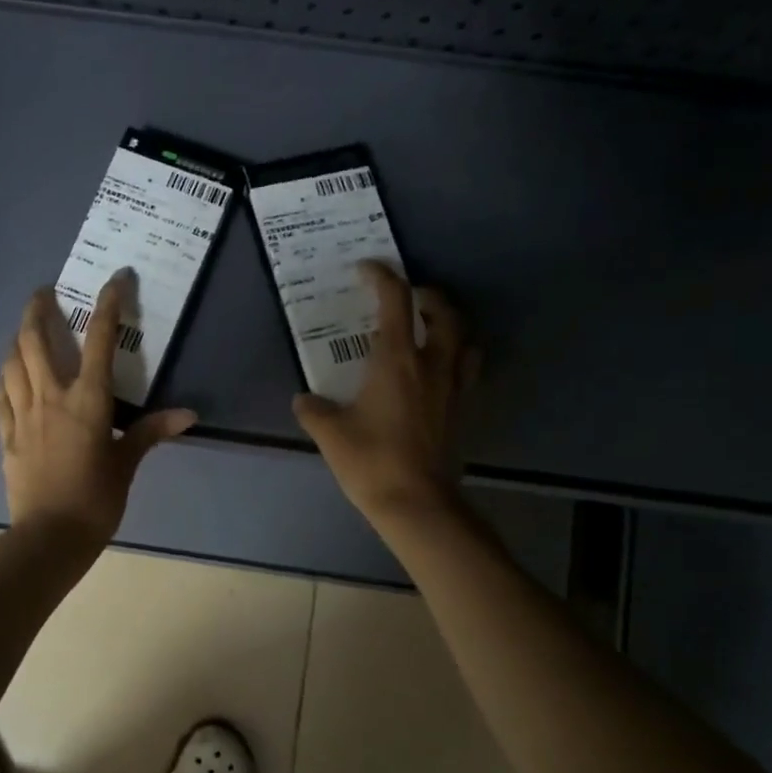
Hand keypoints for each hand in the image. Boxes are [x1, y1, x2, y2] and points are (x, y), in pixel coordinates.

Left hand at [0, 273, 195, 552]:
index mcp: (87, 401)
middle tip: (45, 293)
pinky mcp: (6, 436)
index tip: (115, 279)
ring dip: (17, 338)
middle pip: (35, 339)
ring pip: (12, 362)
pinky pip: (1, 395)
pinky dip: (6, 375)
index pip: (100, 340)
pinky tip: (10, 373)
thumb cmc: (95, 501)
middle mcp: (50, 397)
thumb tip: (188, 415)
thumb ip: (151, 432)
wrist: (49, 537)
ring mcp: (22, 415)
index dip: (108, 304)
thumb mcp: (127, 465)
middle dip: (38, 308)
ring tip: (25, 329)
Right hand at [292, 261, 473, 527]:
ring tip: (429, 329)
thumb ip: (314, 410)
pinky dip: (457, 356)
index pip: (395, 300)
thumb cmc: (371, 462)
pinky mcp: (462, 410)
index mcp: (397, 360)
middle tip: (406, 298)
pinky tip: (437, 371)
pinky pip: (467, 369)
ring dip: (449, 324)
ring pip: (464, 338)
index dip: (381, 276)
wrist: (416, 503)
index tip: (366, 270)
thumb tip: (304, 399)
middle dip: (425, 295)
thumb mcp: (330, 434)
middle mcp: (431, 364)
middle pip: (443, 311)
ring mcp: (452, 387)